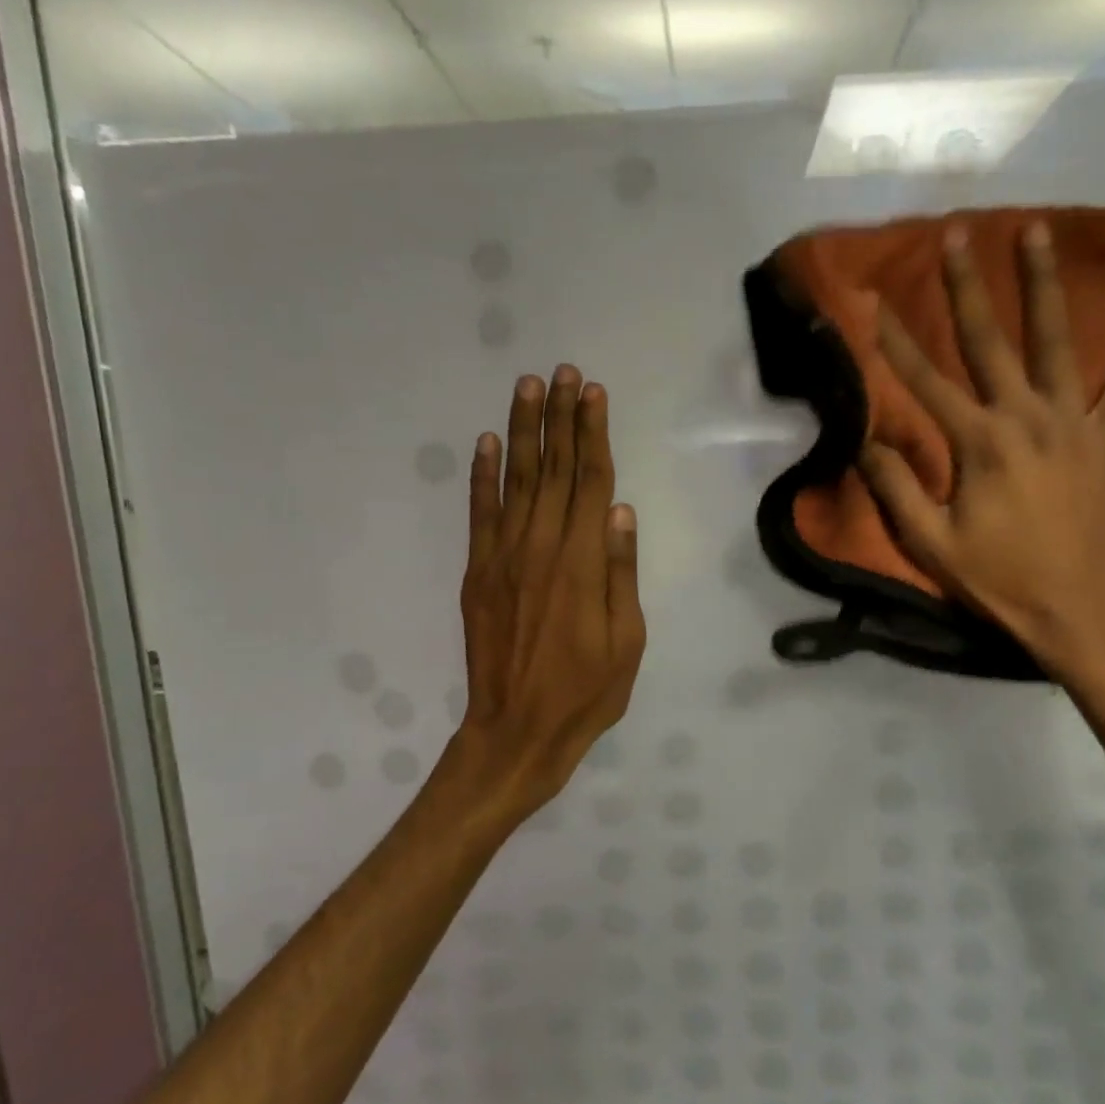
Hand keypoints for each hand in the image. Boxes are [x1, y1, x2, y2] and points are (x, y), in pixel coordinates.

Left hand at [443, 367, 645, 821]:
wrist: (516, 731)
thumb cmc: (585, 693)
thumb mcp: (626, 641)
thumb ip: (620, 572)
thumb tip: (621, 511)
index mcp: (582, 564)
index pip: (590, 483)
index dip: (592, 434)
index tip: (593, 393)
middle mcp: (541, 548)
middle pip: (554, 470)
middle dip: (559, 418)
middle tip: (562, 372)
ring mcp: (502, 558)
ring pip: (516, 481)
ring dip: (523, 431)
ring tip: (528, 387)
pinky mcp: (478, 574)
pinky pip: (479, 514)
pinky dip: (483, 476)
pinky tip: (488, 443)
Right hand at [859, 223, 1104, 680]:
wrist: (1074, 609)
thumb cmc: (998, 579)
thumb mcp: (930, 543)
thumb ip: (897, 488)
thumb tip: (868, 440)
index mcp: (980, 443)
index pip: (927, 382)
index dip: (896, 343)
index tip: (876, 303)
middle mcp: (1026, 417)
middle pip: (991, 342)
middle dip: (968, 287)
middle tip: (959, 234)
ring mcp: (1074, 423)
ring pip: (1057, 342)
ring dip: (1044, 286)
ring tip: (1039, 232)